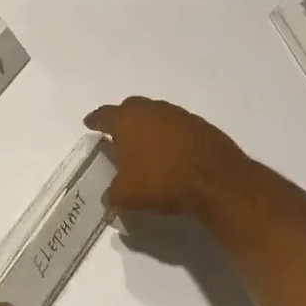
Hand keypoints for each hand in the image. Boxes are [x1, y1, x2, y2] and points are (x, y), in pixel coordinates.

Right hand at [84, 96, 254, 217]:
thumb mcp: (127, 196)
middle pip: (131, 107)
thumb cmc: (162, 181)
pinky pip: (177, 126)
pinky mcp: (202, 125)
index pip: (104, 115)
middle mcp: (152, 110)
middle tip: (118, 134)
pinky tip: (171, 152)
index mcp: (127, 120)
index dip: (95, 120)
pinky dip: (170, 136)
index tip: (89, 123)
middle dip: (122, 118)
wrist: (216, 181)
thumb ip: (112, 194)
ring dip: (149, 126)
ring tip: (146, 145)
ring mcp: (179, 115)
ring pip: (156, 115)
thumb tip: (109, 197)